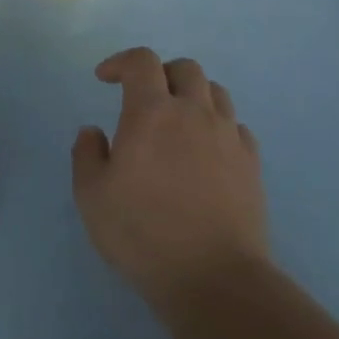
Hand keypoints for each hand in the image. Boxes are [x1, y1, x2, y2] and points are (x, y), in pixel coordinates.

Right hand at [71, 47, 270, 307]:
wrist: (213, 276)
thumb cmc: (142, 234)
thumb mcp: (92, 197)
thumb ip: (87, 155)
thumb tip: (93, 131)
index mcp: (152, 113)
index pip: (142, 62)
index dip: (121, 61)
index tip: (105, 78)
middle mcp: (195, 113)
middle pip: (185, 69)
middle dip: (160, 73)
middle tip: (143, 98)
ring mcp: (228, 136)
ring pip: (215, 93)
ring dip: (192, 96)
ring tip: (177, 122)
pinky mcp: (251, 162)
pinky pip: (235, 126)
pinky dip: (216, 126)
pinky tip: (205, 152)